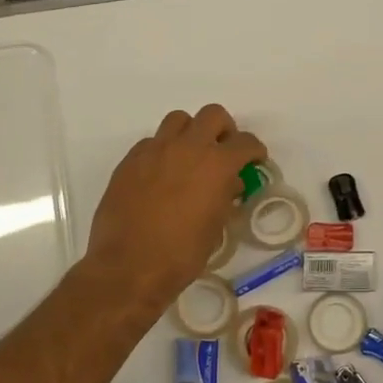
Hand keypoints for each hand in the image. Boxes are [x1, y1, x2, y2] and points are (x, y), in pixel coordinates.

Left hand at [83, 105, 266, 311]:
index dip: (254, 151)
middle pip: (213, 115)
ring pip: (178, 120)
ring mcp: (155, 150)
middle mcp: (187, 147)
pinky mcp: (130, 160)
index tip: (254, 161)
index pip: (245, 142)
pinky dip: (163, 150)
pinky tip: (161, 174)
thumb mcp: (215, 227)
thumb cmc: (181, 254)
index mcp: (216, 164)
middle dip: (224, 130)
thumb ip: (225, 196)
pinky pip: (152, 141)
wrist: (128, 266)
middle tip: (223, 152)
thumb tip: (229, 183)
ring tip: (190, 157)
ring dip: (190, 132)